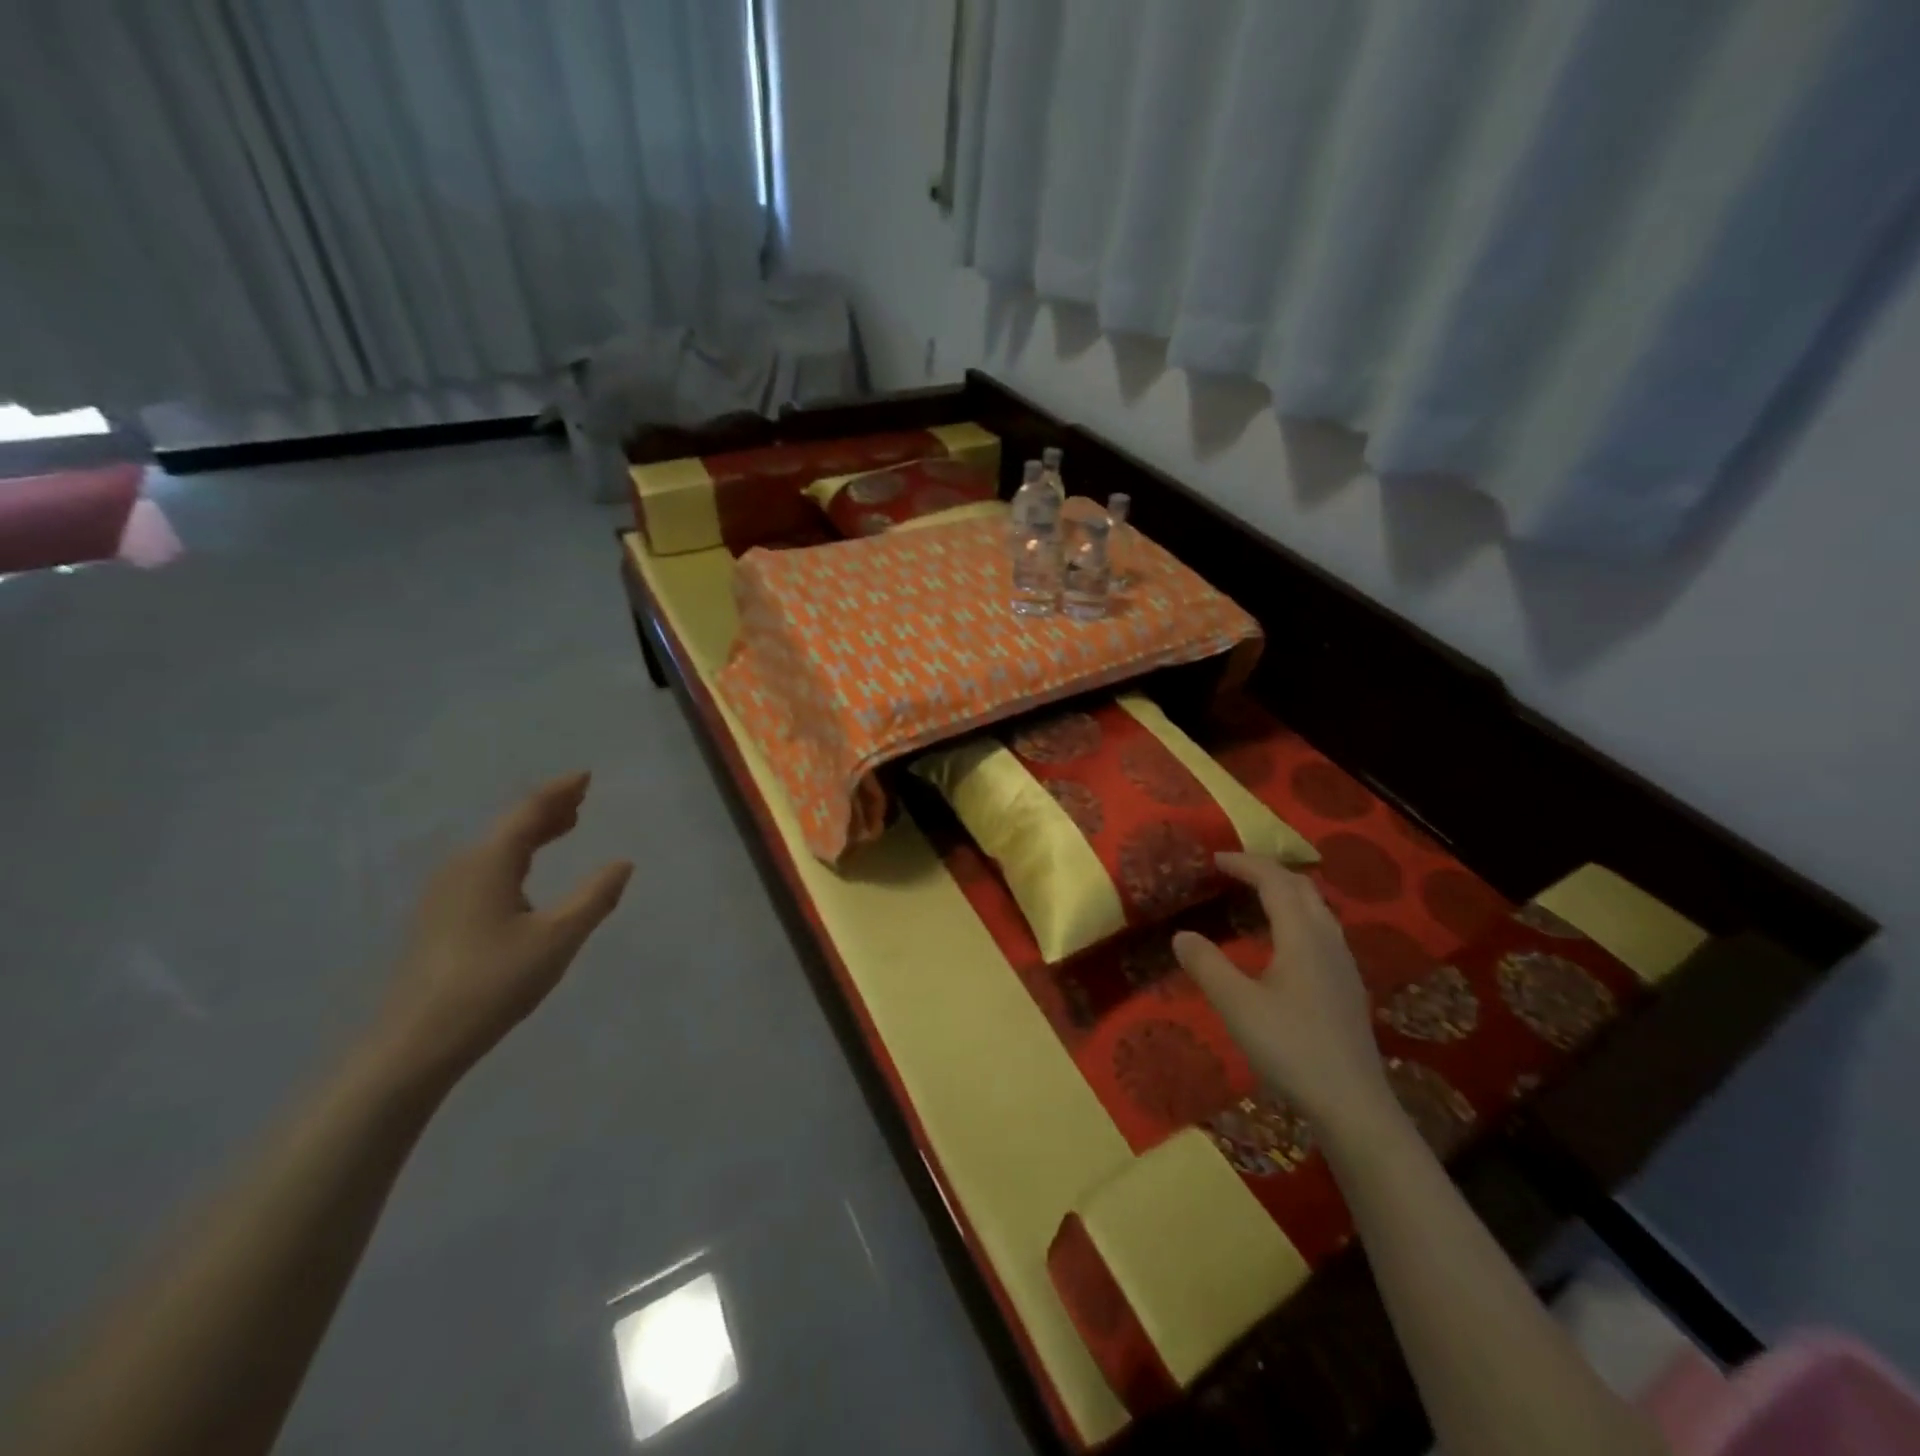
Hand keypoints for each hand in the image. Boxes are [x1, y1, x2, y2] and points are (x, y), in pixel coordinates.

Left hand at [375, 773, 632, 1084]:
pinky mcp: (439, 918)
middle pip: (510, 827)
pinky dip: (515, 857)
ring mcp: (444, 894)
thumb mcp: (558, 938)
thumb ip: (595, 896)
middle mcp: (462, 868)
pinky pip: (485, 869)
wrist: (415, 1043)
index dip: (560, 791)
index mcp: (489, 863)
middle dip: (547, 810)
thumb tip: (622, 863)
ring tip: (563, 827)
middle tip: (580, 799)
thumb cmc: (493, 982)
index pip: (529, 812)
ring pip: (496, 849)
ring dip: (531, 834)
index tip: (586, 776)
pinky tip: (526, 876)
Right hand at [1173, 852, 1390, 1127]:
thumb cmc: (1292, 1048)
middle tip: (1234, 872)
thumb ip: (1206, 965)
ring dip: (1286, 892)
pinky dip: (1298, 916)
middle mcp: (1328, 940)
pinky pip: (1322, 930)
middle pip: (1302, 888)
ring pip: (1317, 909)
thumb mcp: (1237, 1006)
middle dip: (1268, 871)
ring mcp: (1343, 964)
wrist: (1353, 1105)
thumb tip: (1181, 934)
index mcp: (1302, 936)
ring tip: (1257, 897)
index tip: (1215, 859)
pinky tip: (1283, 943)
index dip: (1245, 864)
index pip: (1275, 882)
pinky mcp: (1347, 987)